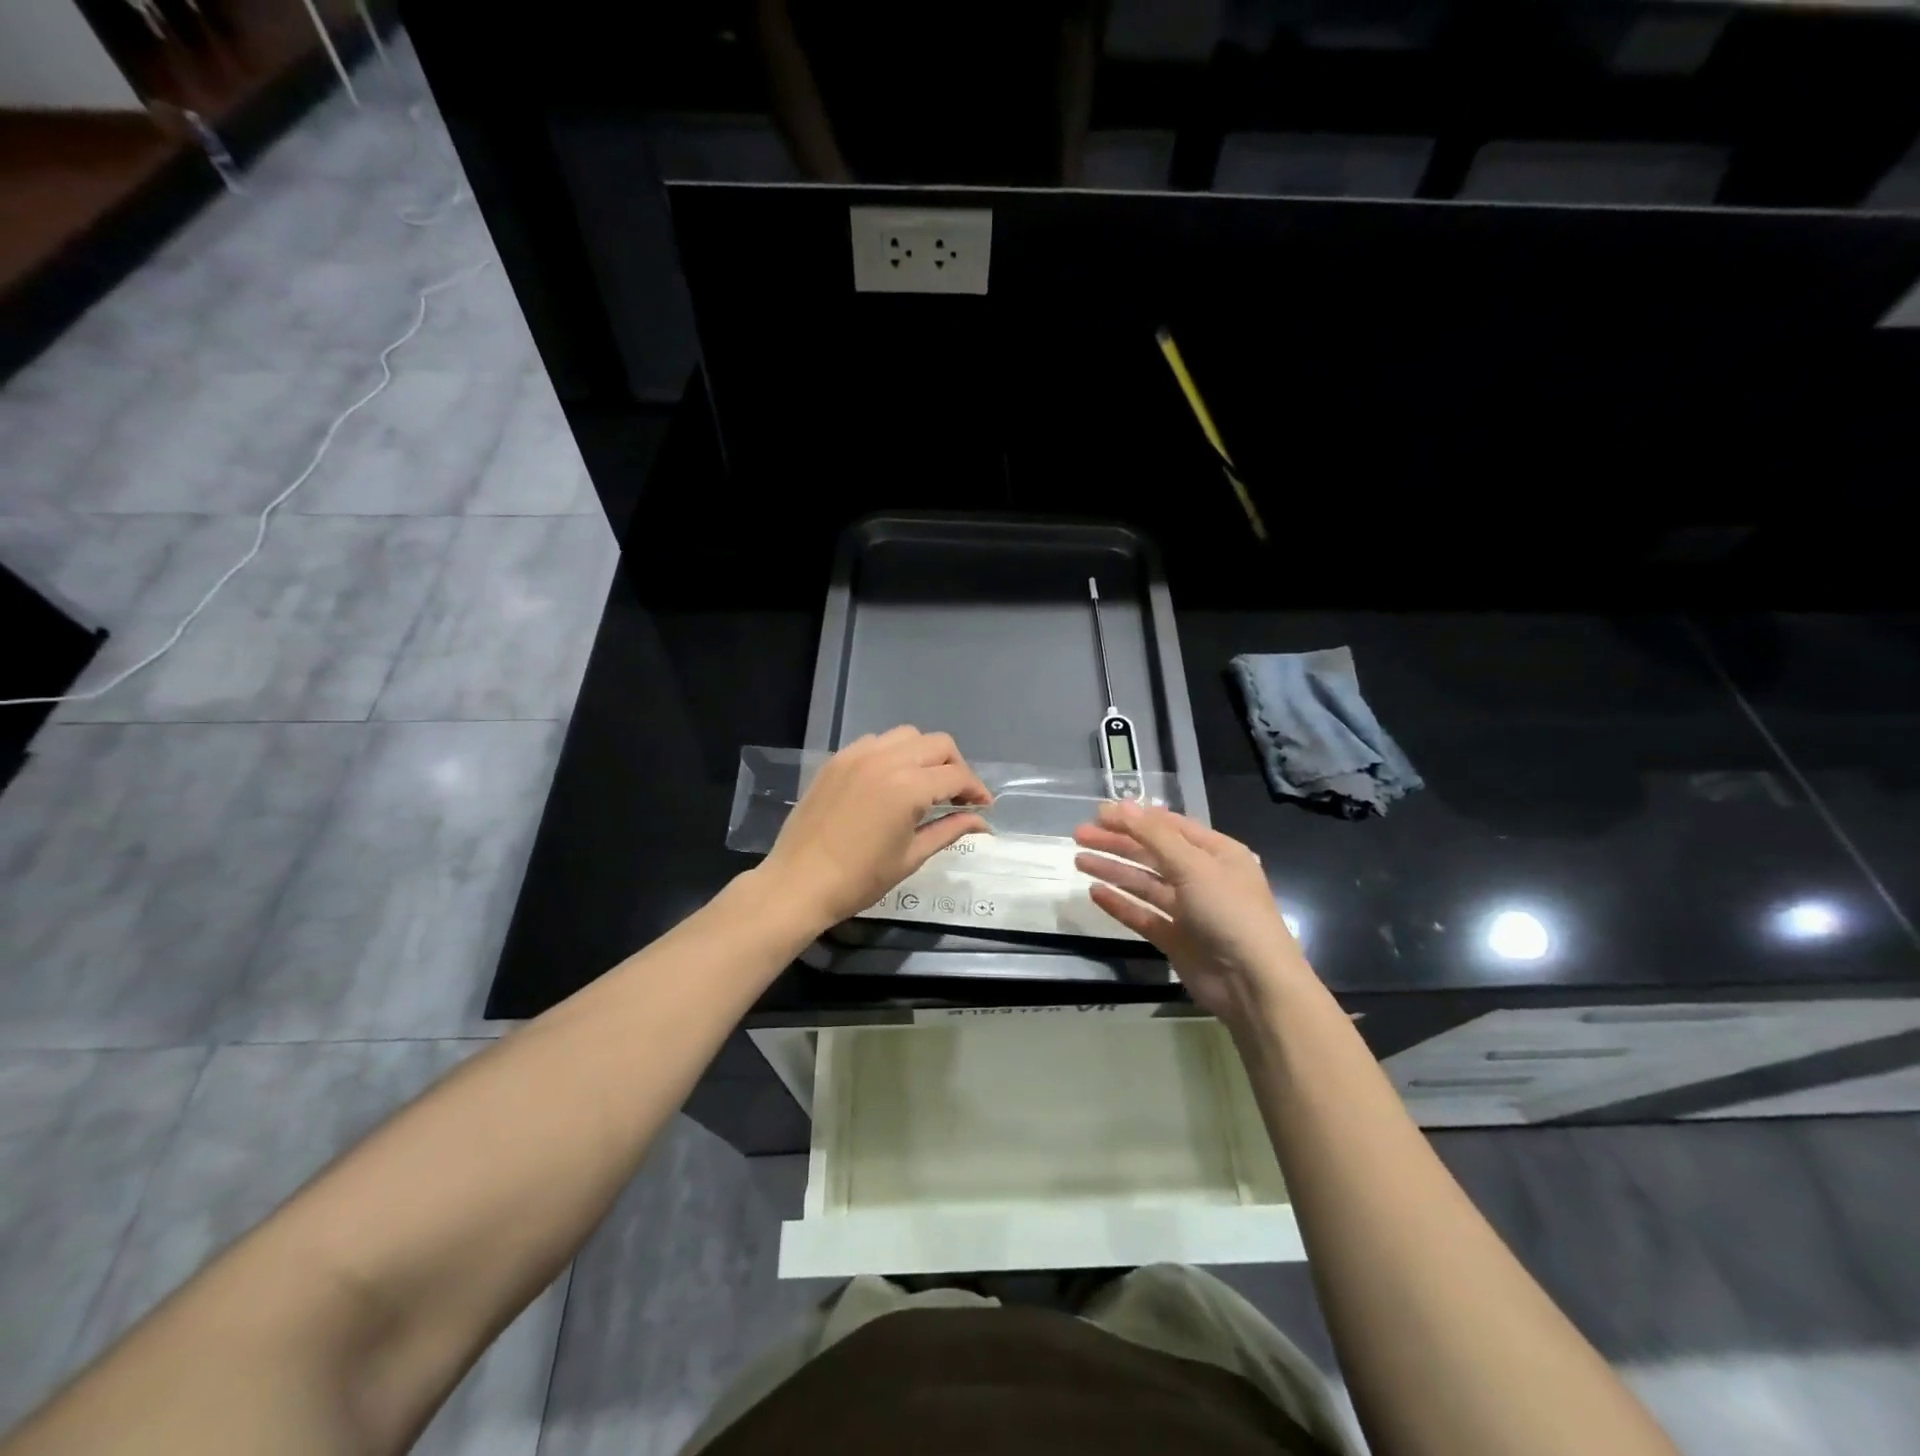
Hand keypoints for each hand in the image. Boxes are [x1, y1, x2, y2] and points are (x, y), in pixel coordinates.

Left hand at [755, 727, 991, 930]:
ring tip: (926, 784)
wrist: (799, 883)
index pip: (956, 776)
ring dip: (925, 755)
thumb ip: (949, 830)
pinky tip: (891, 780)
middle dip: (955, 767)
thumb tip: (982, 823)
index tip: (983, 807)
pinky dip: (894, 753)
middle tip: (957, 797)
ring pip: (907, 736)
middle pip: (938, 744)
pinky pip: (876, 742)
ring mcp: (857, 755)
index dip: (976, 790)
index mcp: (908, 787)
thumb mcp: (911, 857)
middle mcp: (886, 759)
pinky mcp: (837, 759)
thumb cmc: (859, 879)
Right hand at [1074, 802, 1309, 1022]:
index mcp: (1216, 853)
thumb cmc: (1230, 912)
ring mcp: (1188, 909)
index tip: (1098, 813)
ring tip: (1079, 860)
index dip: (1133, 818)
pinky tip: (1095, 893)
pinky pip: (1142, 915)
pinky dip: (1120, 903)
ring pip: (1143, 883)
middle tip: (1078, 835)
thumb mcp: (1194, 866)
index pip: (1168, 826)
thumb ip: (1154, 835)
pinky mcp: (1175, 938)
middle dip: (1116, 842)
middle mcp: (1202, 876)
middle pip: (1152, 852)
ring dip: (1113, 870)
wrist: (1252, 983)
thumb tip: (1120, 805)